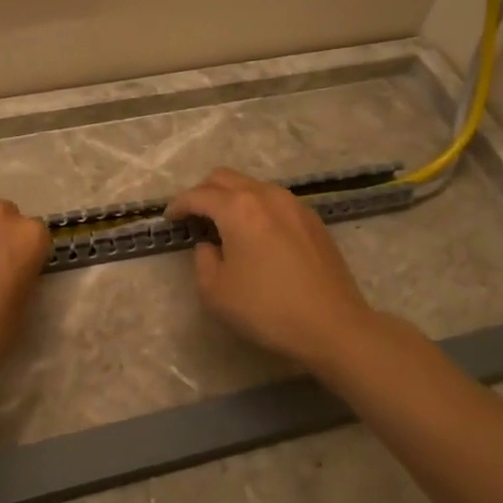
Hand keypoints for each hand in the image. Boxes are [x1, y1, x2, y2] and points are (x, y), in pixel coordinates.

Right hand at [167, 167, 378, 369]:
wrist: (333, 325)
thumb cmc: (267, 309)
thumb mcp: (215, 291)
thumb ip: (202, 259)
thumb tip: (209, 245)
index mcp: (238, 208)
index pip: (198, 195)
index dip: (178, 205)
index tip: (169, 218)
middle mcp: (266, 195)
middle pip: (225, 178)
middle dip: (203, 192)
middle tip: (194, 217)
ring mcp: (293, 204)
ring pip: (252, 186)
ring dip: (232, 198)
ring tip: (225, 226)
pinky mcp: (312, 220)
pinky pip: (274, 201)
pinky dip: (256, 208)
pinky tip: (256, 235)